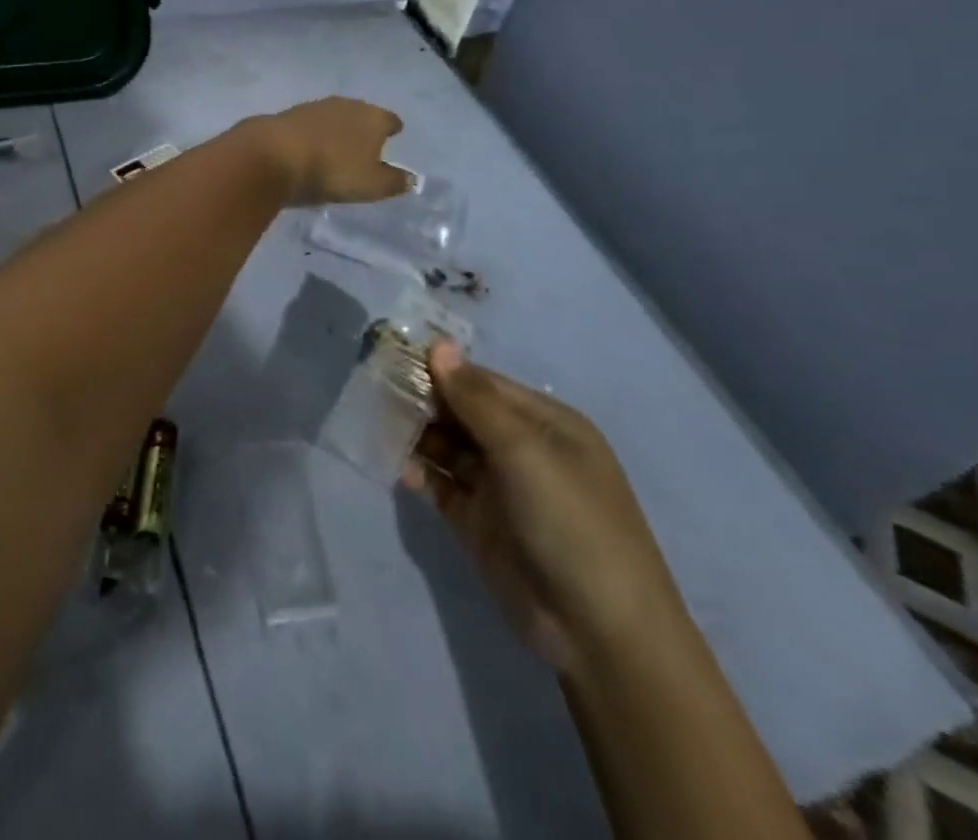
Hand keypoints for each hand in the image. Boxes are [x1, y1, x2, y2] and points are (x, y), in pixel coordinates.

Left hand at [247, 98, 409, 206]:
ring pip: (334, 116)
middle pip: (361, 114)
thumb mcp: (370, 185)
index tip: (394, 134)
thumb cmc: (332, 170)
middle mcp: (346, 105)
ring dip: (336, 129)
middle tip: (365, 143)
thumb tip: (410, 179)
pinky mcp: (288, 115)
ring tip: (336, 147)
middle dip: (363, 127)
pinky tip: (309, 147)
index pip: (389, 119)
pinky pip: (309, 125)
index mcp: (372, 117)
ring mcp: (315, 107)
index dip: (392, 128)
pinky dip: (313, 134)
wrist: (273, 154)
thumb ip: (394, 182)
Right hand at [406, 343, 686, 671]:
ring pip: (448, 447)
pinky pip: (442, 485)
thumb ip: (475, 399)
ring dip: (417, 435)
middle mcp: (522, 449)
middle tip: (376, 391)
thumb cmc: (571, 522)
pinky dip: (420, 473)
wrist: (600, 633)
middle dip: (423, 401)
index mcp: (545, 424)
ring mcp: (500, 488)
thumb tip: (439, 345)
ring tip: (379, 425)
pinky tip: (399, 467)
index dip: (441, 370)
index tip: (393, 357)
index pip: (482, 383)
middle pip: (462, 413)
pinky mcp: (479, 524)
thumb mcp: (525, 451)